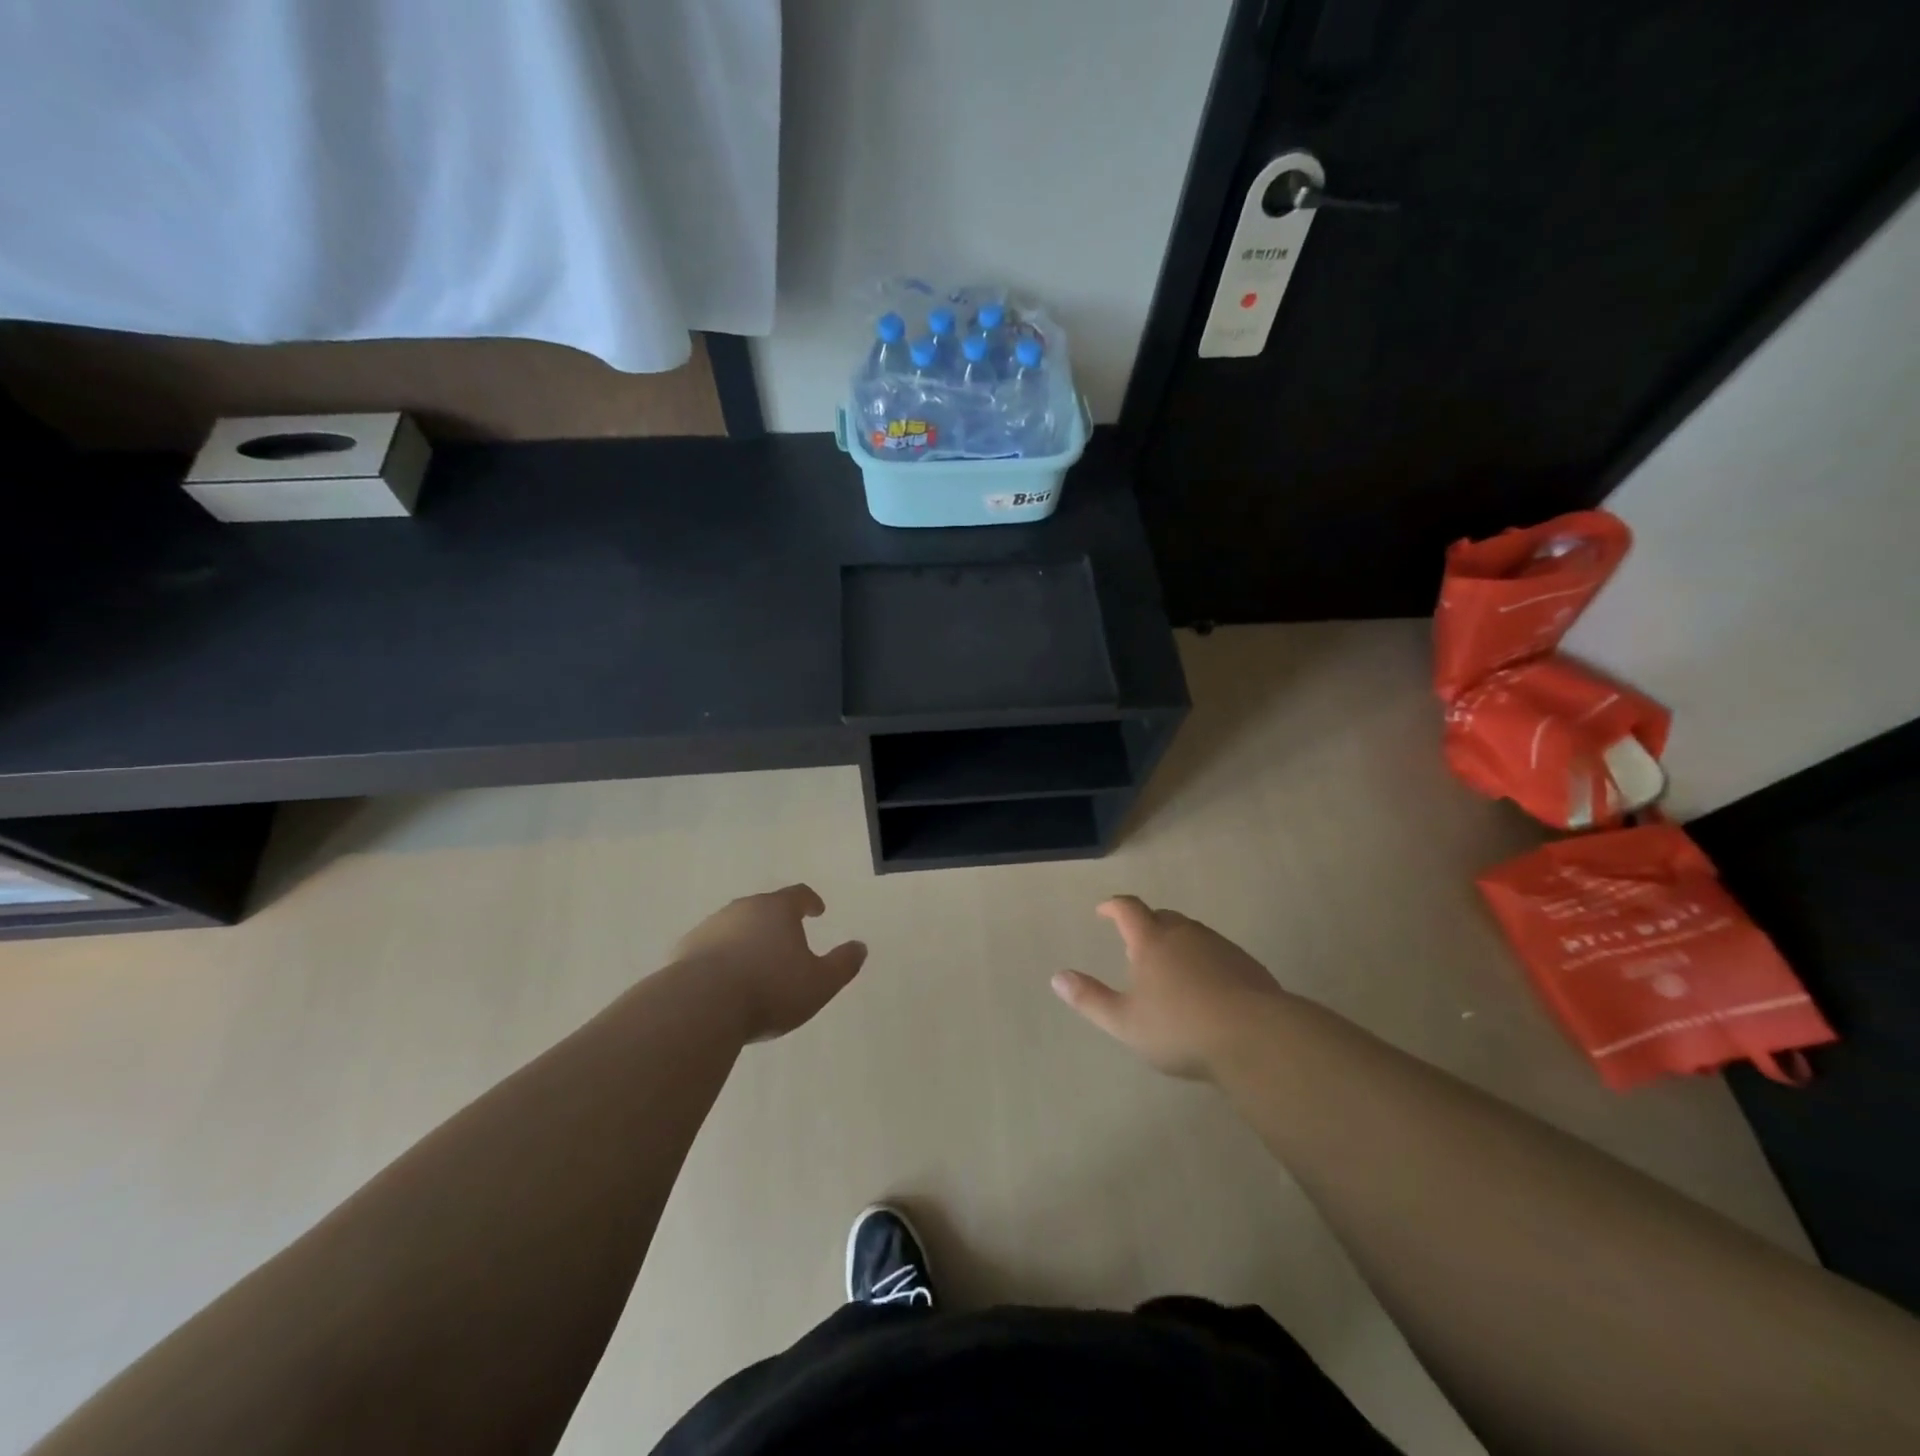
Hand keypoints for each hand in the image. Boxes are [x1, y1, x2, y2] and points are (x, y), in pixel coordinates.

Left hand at [672, 884, 866, 1043]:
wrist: (700, 1006)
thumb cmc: (769, 989)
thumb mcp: (820, 983)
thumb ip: (843, 964)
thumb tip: (860, 947)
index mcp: (776, 909)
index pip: (798, 894)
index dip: (810, 901)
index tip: (817, 910)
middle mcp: (742, 909)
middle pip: (764, 908)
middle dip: (776, 921)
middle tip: (786, 940)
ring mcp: (709, 927)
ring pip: (734, 927)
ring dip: (747, 940)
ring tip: (755, 965)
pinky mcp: (684, 950)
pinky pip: (709, 949)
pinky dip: (720, 958)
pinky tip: (723, 982)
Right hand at [1053, 896, 1289, 1080]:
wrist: (1257, 1038)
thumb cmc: (1180, 1028)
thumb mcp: (1125, 1022)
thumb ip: (1090, 999)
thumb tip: (1057, 977)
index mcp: (1152, 941)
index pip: (1128, 909)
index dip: (1113, 906)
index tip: (1103, 911)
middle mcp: (1185, 934)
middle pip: (1162, 917)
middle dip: (1146, 925)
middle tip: (1136, 946)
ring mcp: (1219, 947)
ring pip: (1192, 934)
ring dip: (1176, 943)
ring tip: (1170, 971)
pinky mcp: (1247, 964)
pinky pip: (1216, 952)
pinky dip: (1203, 961)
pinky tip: (1207, 990)